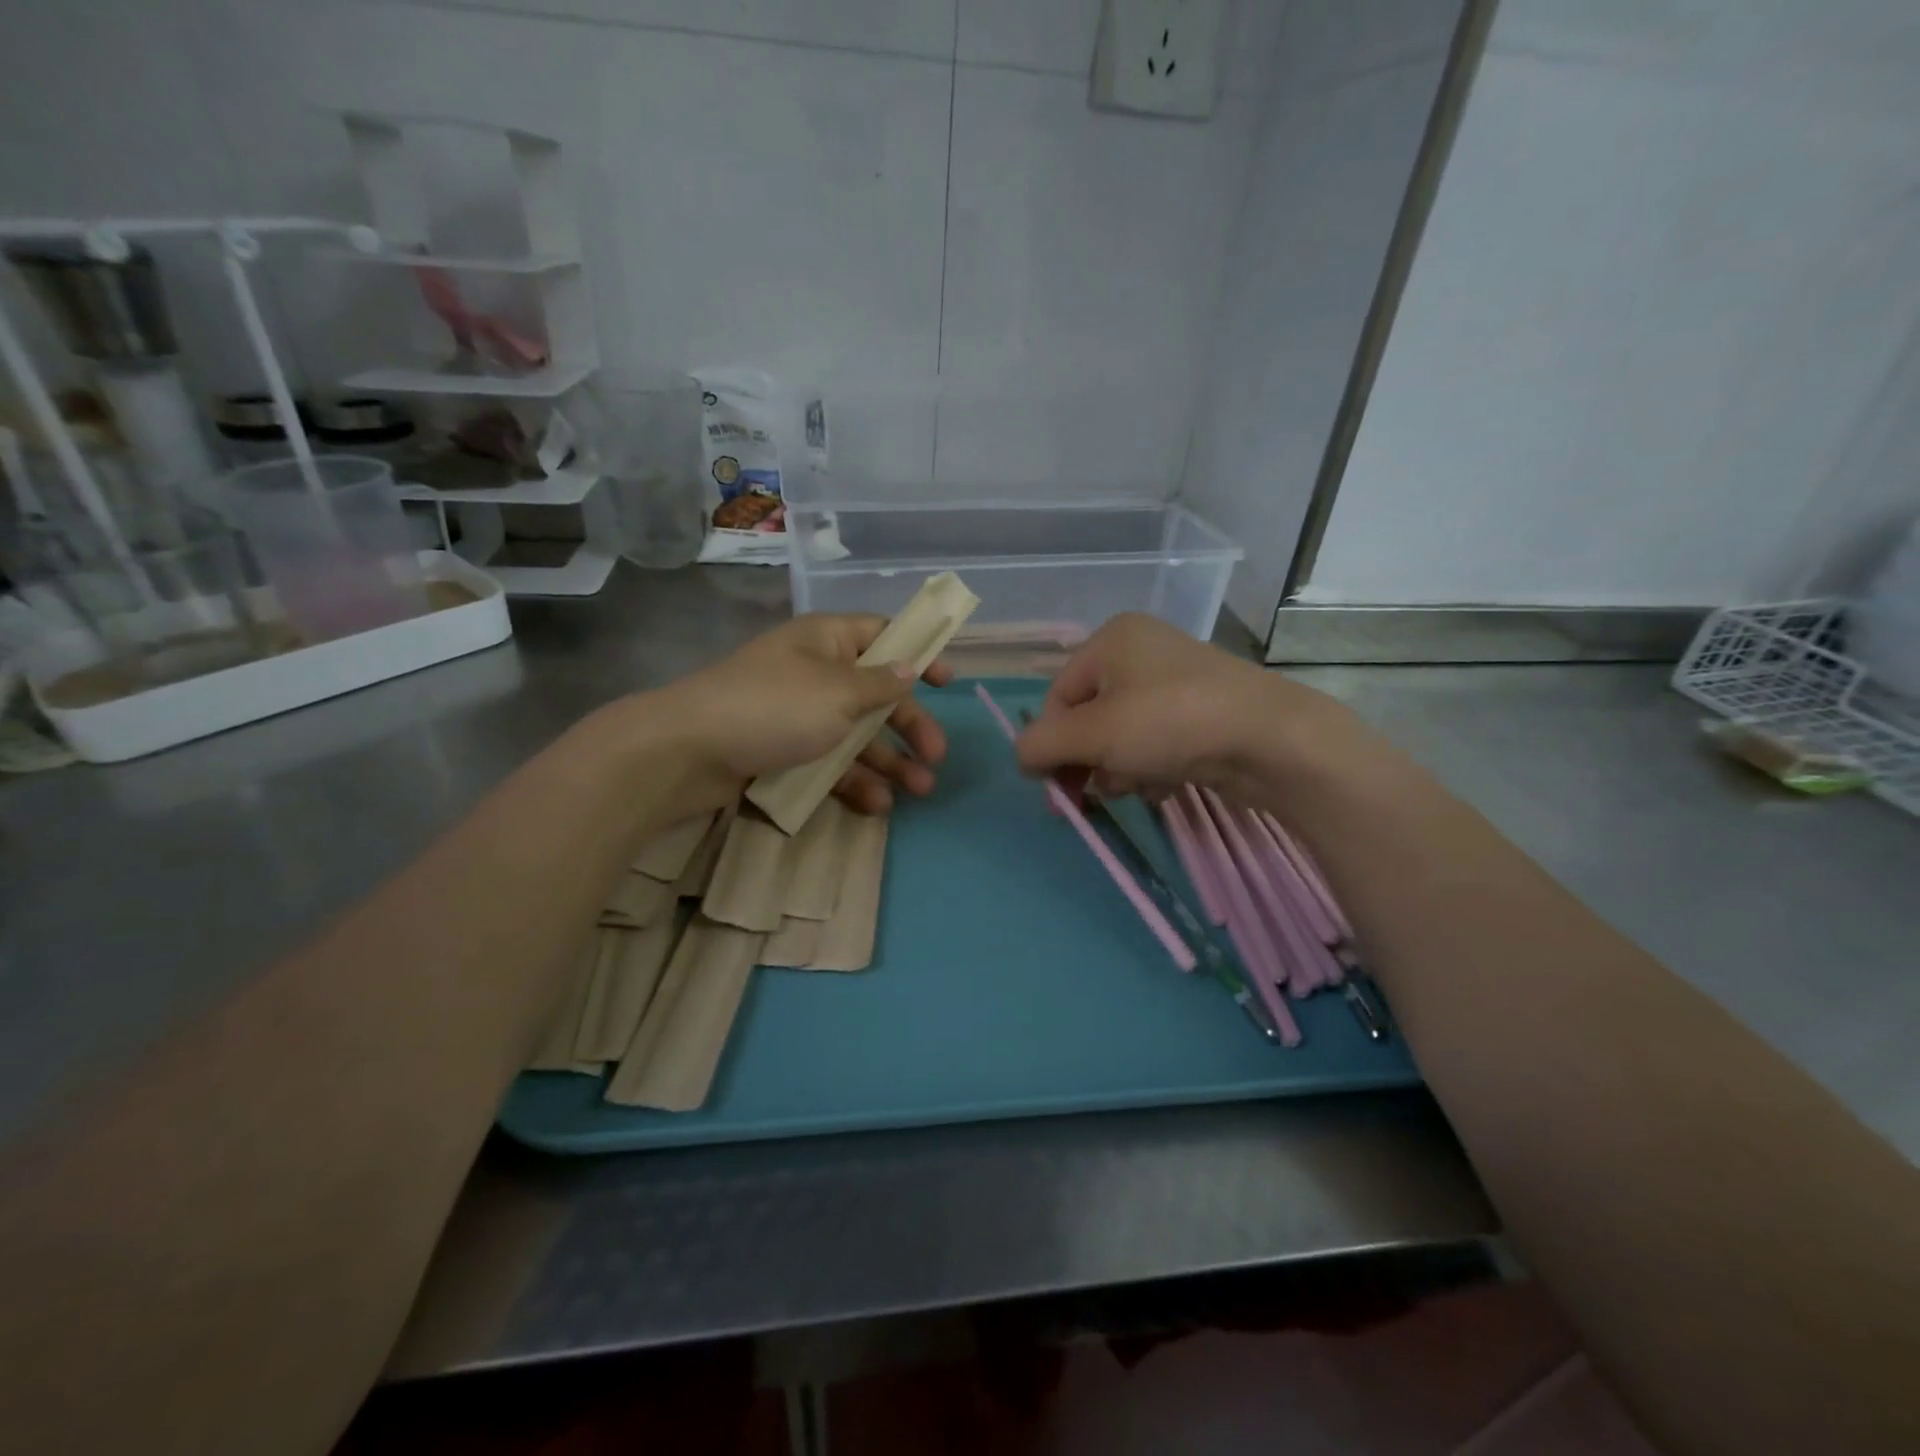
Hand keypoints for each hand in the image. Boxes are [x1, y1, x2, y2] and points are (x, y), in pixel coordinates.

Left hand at [648, 614, 953, 814]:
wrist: (687, 752)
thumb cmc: (773, 707)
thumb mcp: (838, 692)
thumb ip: (879, 684)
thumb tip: (908, 668)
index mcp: (827, 641)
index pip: (882, 635)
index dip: (916, 654)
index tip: (948, 682)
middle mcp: (815, 673)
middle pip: (875, 694)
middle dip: (909, 725)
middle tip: (936, 757)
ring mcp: (797, 715)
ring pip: (855, 735)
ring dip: (889, 761)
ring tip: (920, 791)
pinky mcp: (782, 752)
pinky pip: (828, 763)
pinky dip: (853, 781)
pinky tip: (877, 805)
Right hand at [1014, 613, 1349, 801]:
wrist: (1273, 739)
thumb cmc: (1170, 723)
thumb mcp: (1092, 734)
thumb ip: (1041, 744)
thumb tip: (1022, 757)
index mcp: (1111, 639)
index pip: (1057, 697)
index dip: (1050, 744)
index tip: (1055, 789)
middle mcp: (1142, 651)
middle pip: (1090, 717)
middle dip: (1086, 761)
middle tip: (1087, 800)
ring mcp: (1178, 680)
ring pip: (1123, 734)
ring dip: (1119, 769)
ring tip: (1137, 787)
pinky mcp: (1204, 711)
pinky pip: (1157, 742)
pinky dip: (1153, 767)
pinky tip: (1166, 785)